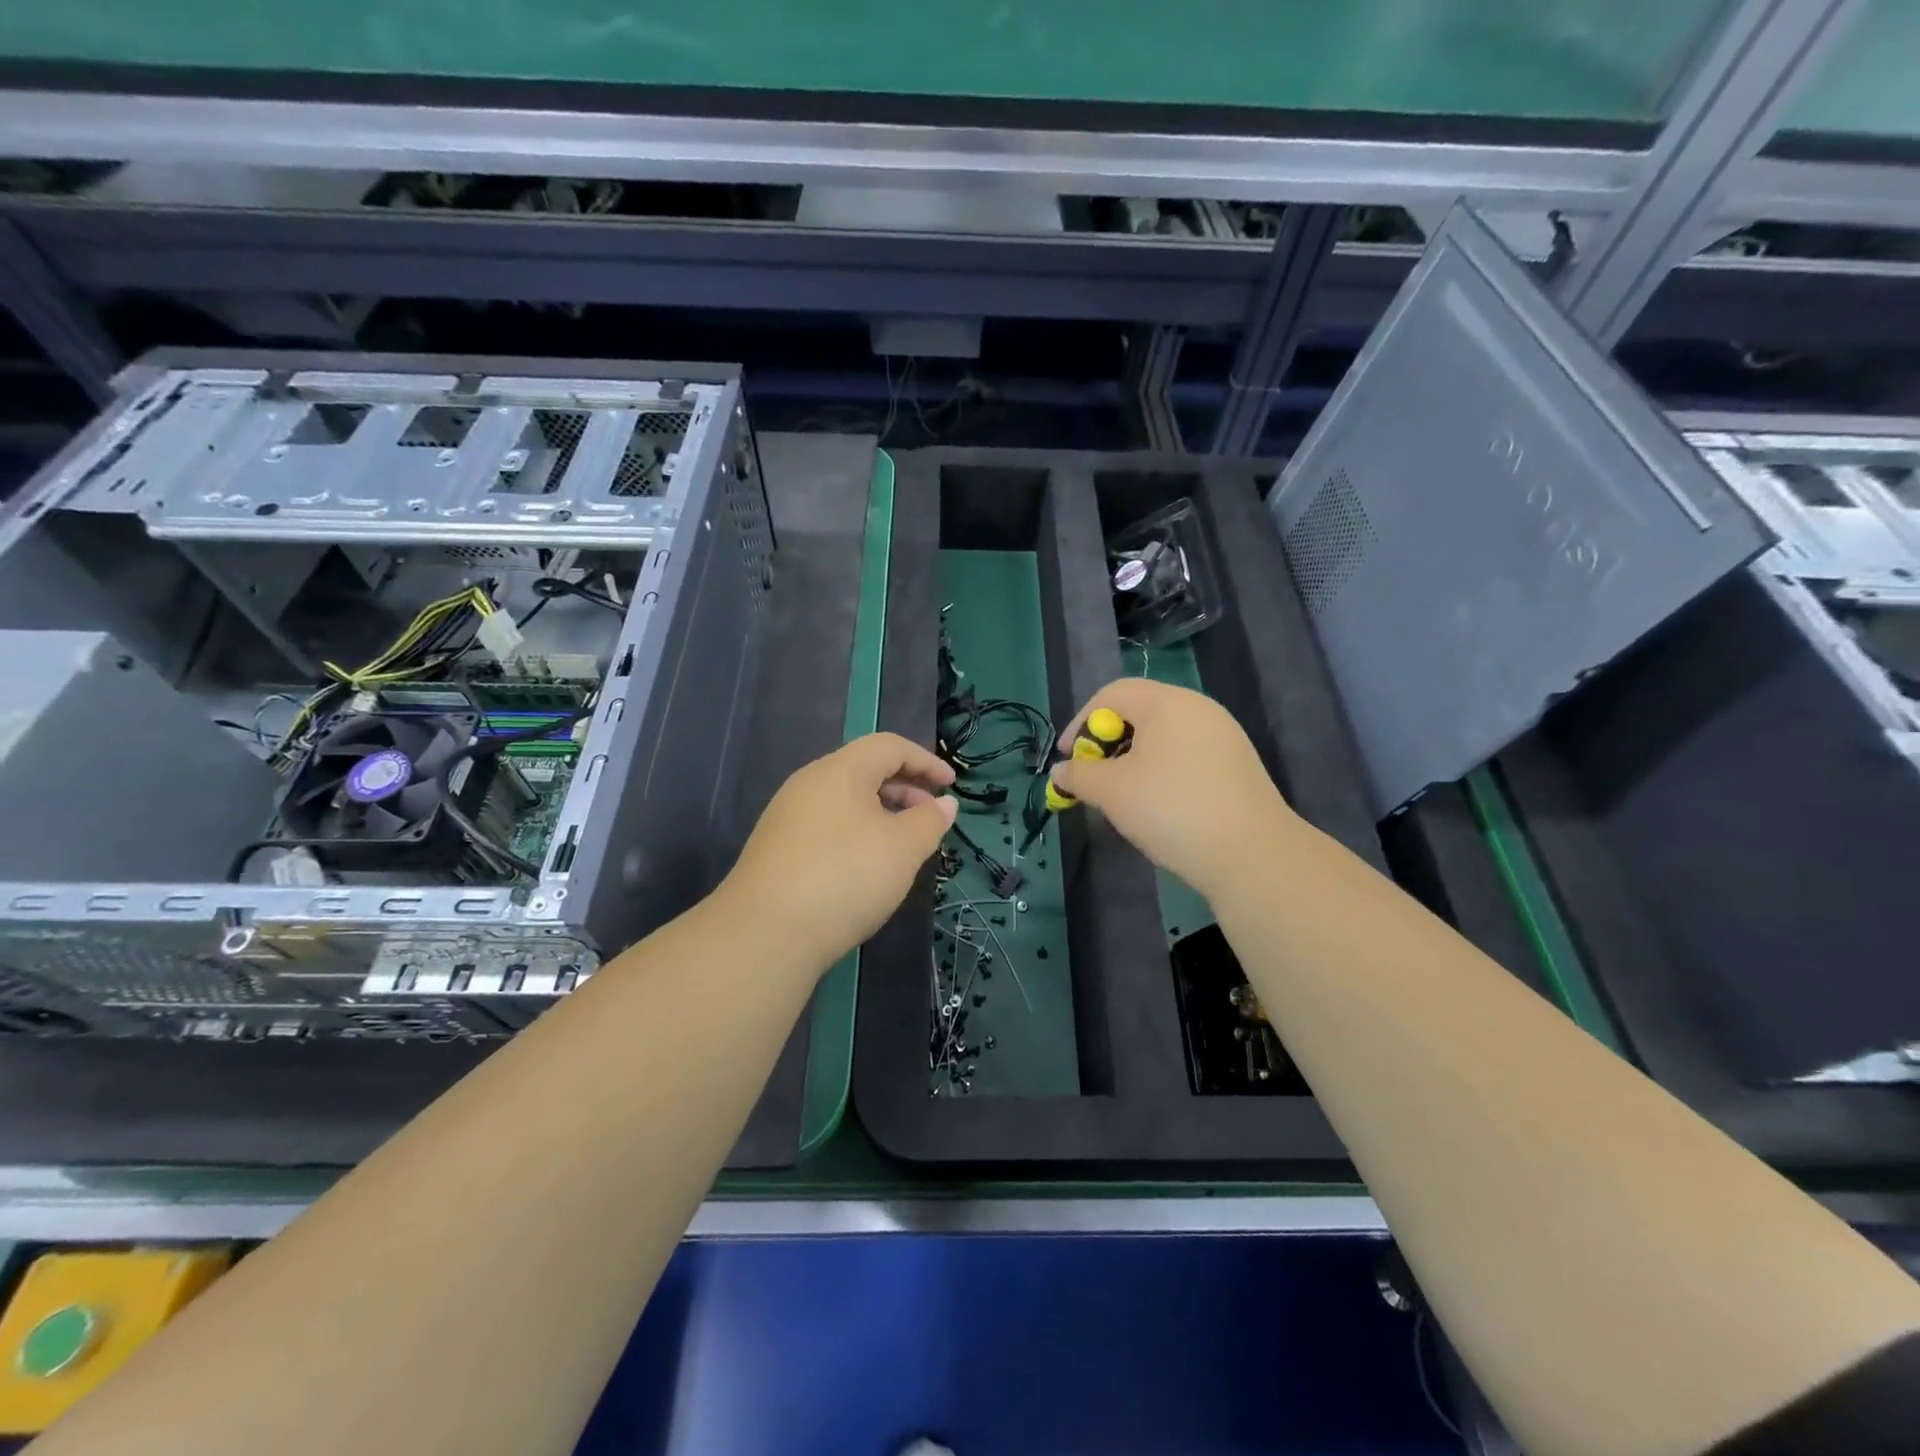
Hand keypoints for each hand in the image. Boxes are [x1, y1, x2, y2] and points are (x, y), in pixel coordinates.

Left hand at [719, 733, 957, 972]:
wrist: (766, 932)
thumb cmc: (846, 876)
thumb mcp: (903, 848)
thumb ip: (930, 820)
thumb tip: (944, 803)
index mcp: (840, 770)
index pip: (889, 746)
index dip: (925, 761)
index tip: (951, 785)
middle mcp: (809, 783)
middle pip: (864, 769)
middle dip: (904, 787)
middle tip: (930, 817)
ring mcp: (787, 816)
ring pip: (845, 800)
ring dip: (881, 813)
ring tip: (903, 845)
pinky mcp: (776, 848)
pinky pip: (827, 825)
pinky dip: (856, 833)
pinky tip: (865, 867)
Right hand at [1049, 678, 1296, 899]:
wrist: (1252, 854)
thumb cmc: (1171, 809)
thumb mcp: (1112, 791)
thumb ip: (1079, 775)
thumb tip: (1060, 772)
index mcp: (1167, 702)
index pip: (1112, 694)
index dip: (1080, 723)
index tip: (1068, 759)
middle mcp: (1199, 709)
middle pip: (1140, 711)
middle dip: (1107, 742)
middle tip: (1093, 777)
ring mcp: (1224, 736)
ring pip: (1164, 735)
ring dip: (1133, 758)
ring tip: (1122, 794)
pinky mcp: (1238, 765)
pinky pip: (1187, 754)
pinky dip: (1162, 770)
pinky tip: (1159, 805)